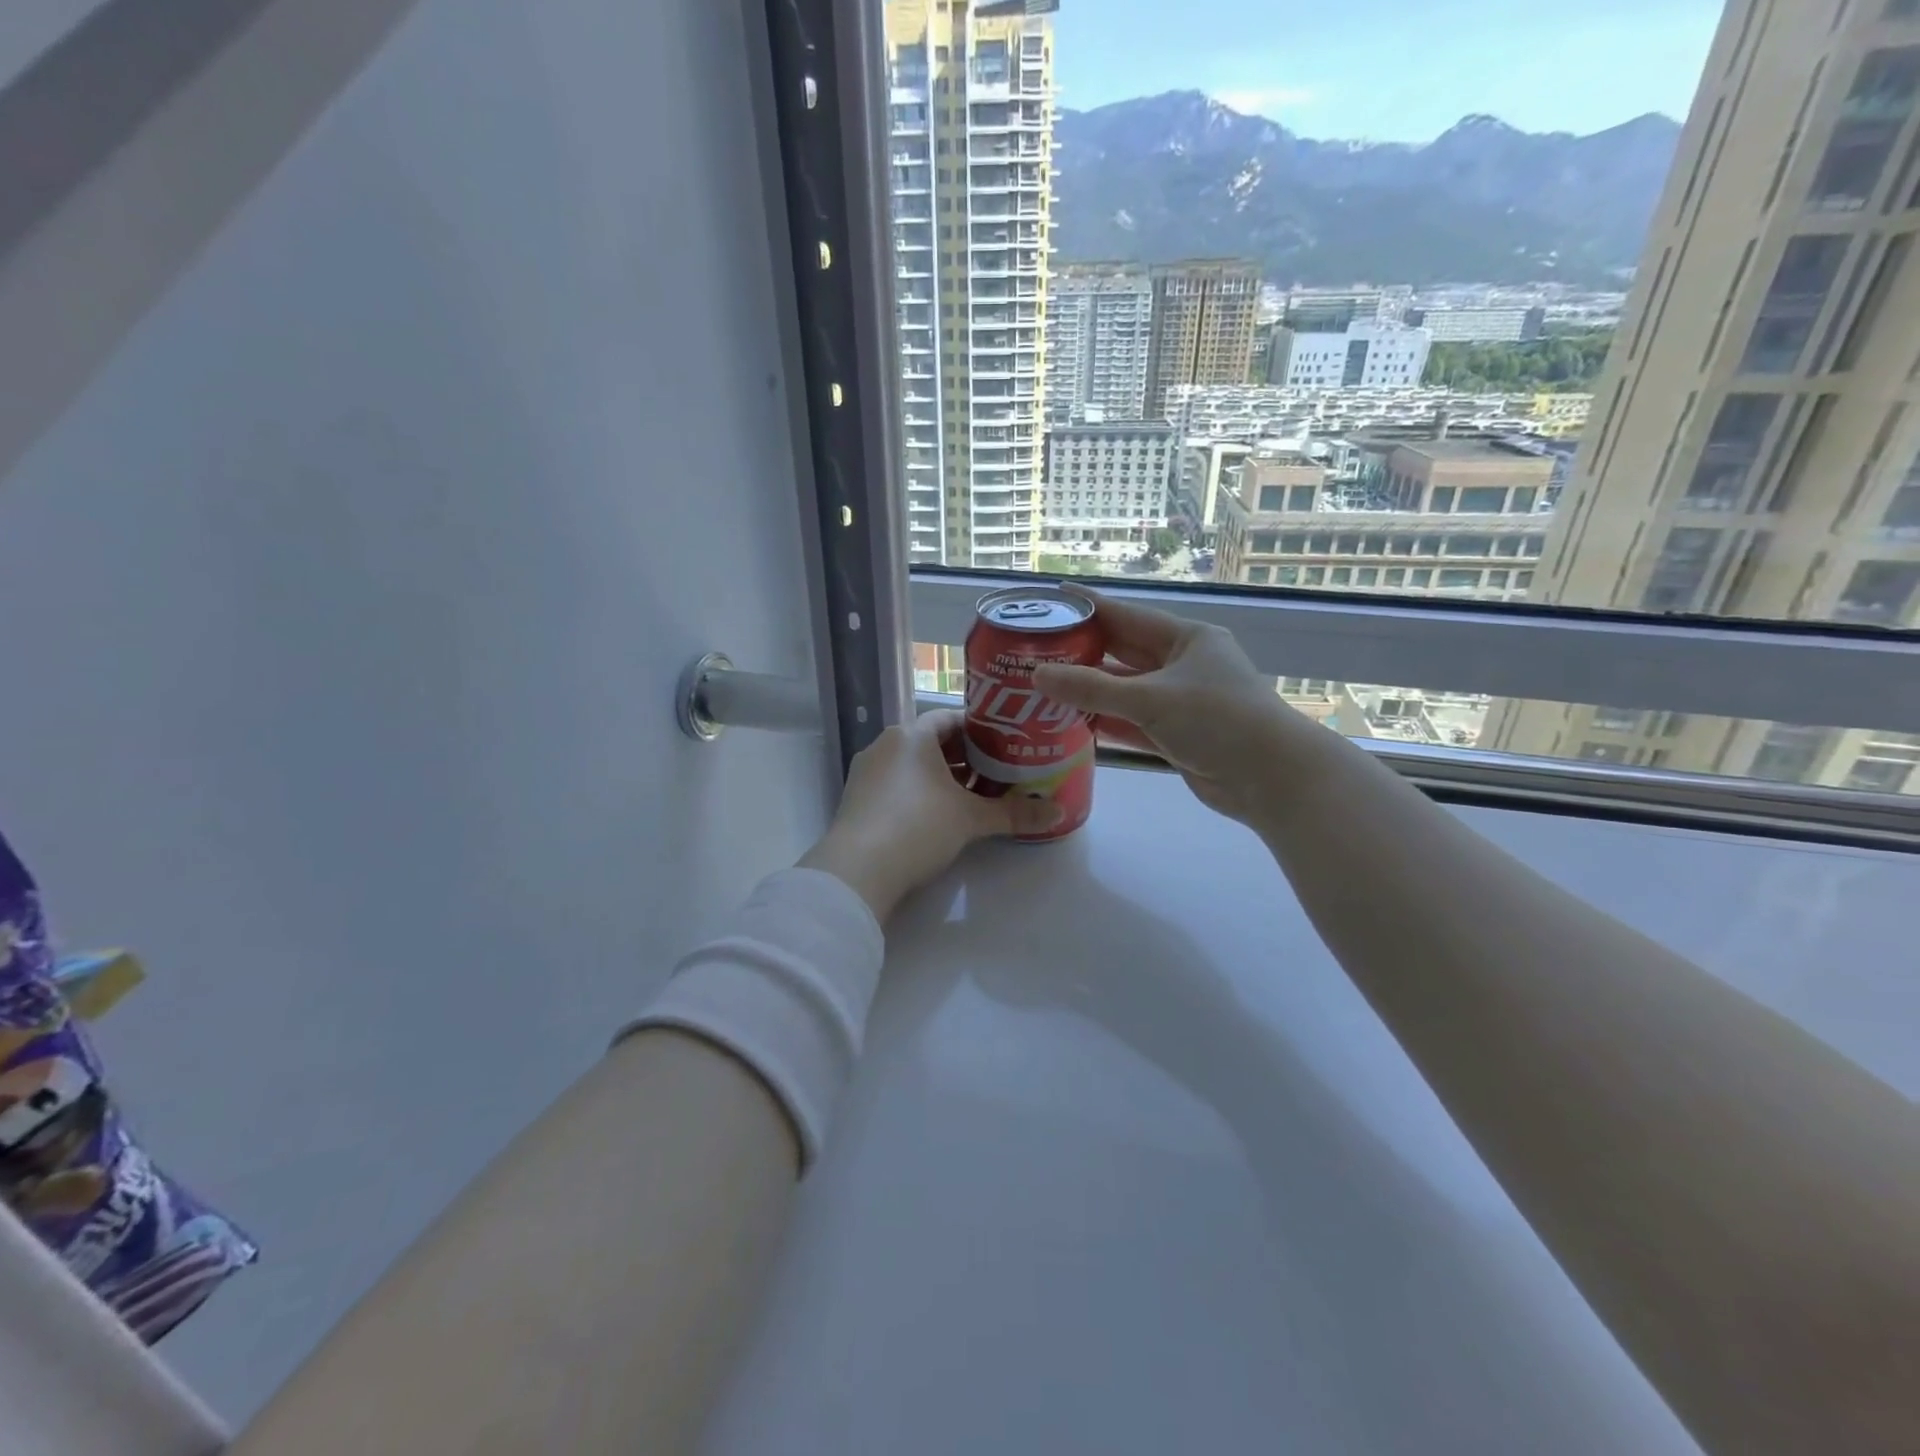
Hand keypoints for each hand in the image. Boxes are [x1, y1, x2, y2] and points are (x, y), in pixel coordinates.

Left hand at [799, 710, 1056, 921]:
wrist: (858, 870)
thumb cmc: (919, 827)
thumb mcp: (971, 819)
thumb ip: (1014, 813)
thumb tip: (1057, 812)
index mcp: (911, 734)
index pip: (952, 719)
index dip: (981, 731)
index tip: (1006, 746)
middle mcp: (886, 745)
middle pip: (933, 742)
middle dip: (965, 758)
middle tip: (998, 774)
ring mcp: (867, 772)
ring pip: (914, 766)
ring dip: (943, 778)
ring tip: (974, 797)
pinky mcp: (858, 800)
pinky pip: (897, 785)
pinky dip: (920, 794)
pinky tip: (939, 817)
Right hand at [1031, 592, 1314, 826]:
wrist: (1272, 778)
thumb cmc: (1218, 720)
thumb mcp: (1150, 699)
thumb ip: (1092, 689)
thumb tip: (1038, 675)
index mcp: (1187, 639)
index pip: (1127, 616)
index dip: (1089, 607)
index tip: (1052, 600)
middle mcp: (1182, 665)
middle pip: (1123, 653)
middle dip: (1082, 652)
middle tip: (1037, 649)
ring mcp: (1180, 701)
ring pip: (1125, 691)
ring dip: (1090, 692)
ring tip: (1043, 688)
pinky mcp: (1177, 735)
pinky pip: (1132, 721)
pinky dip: (1105, 721)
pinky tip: (1071, 721)